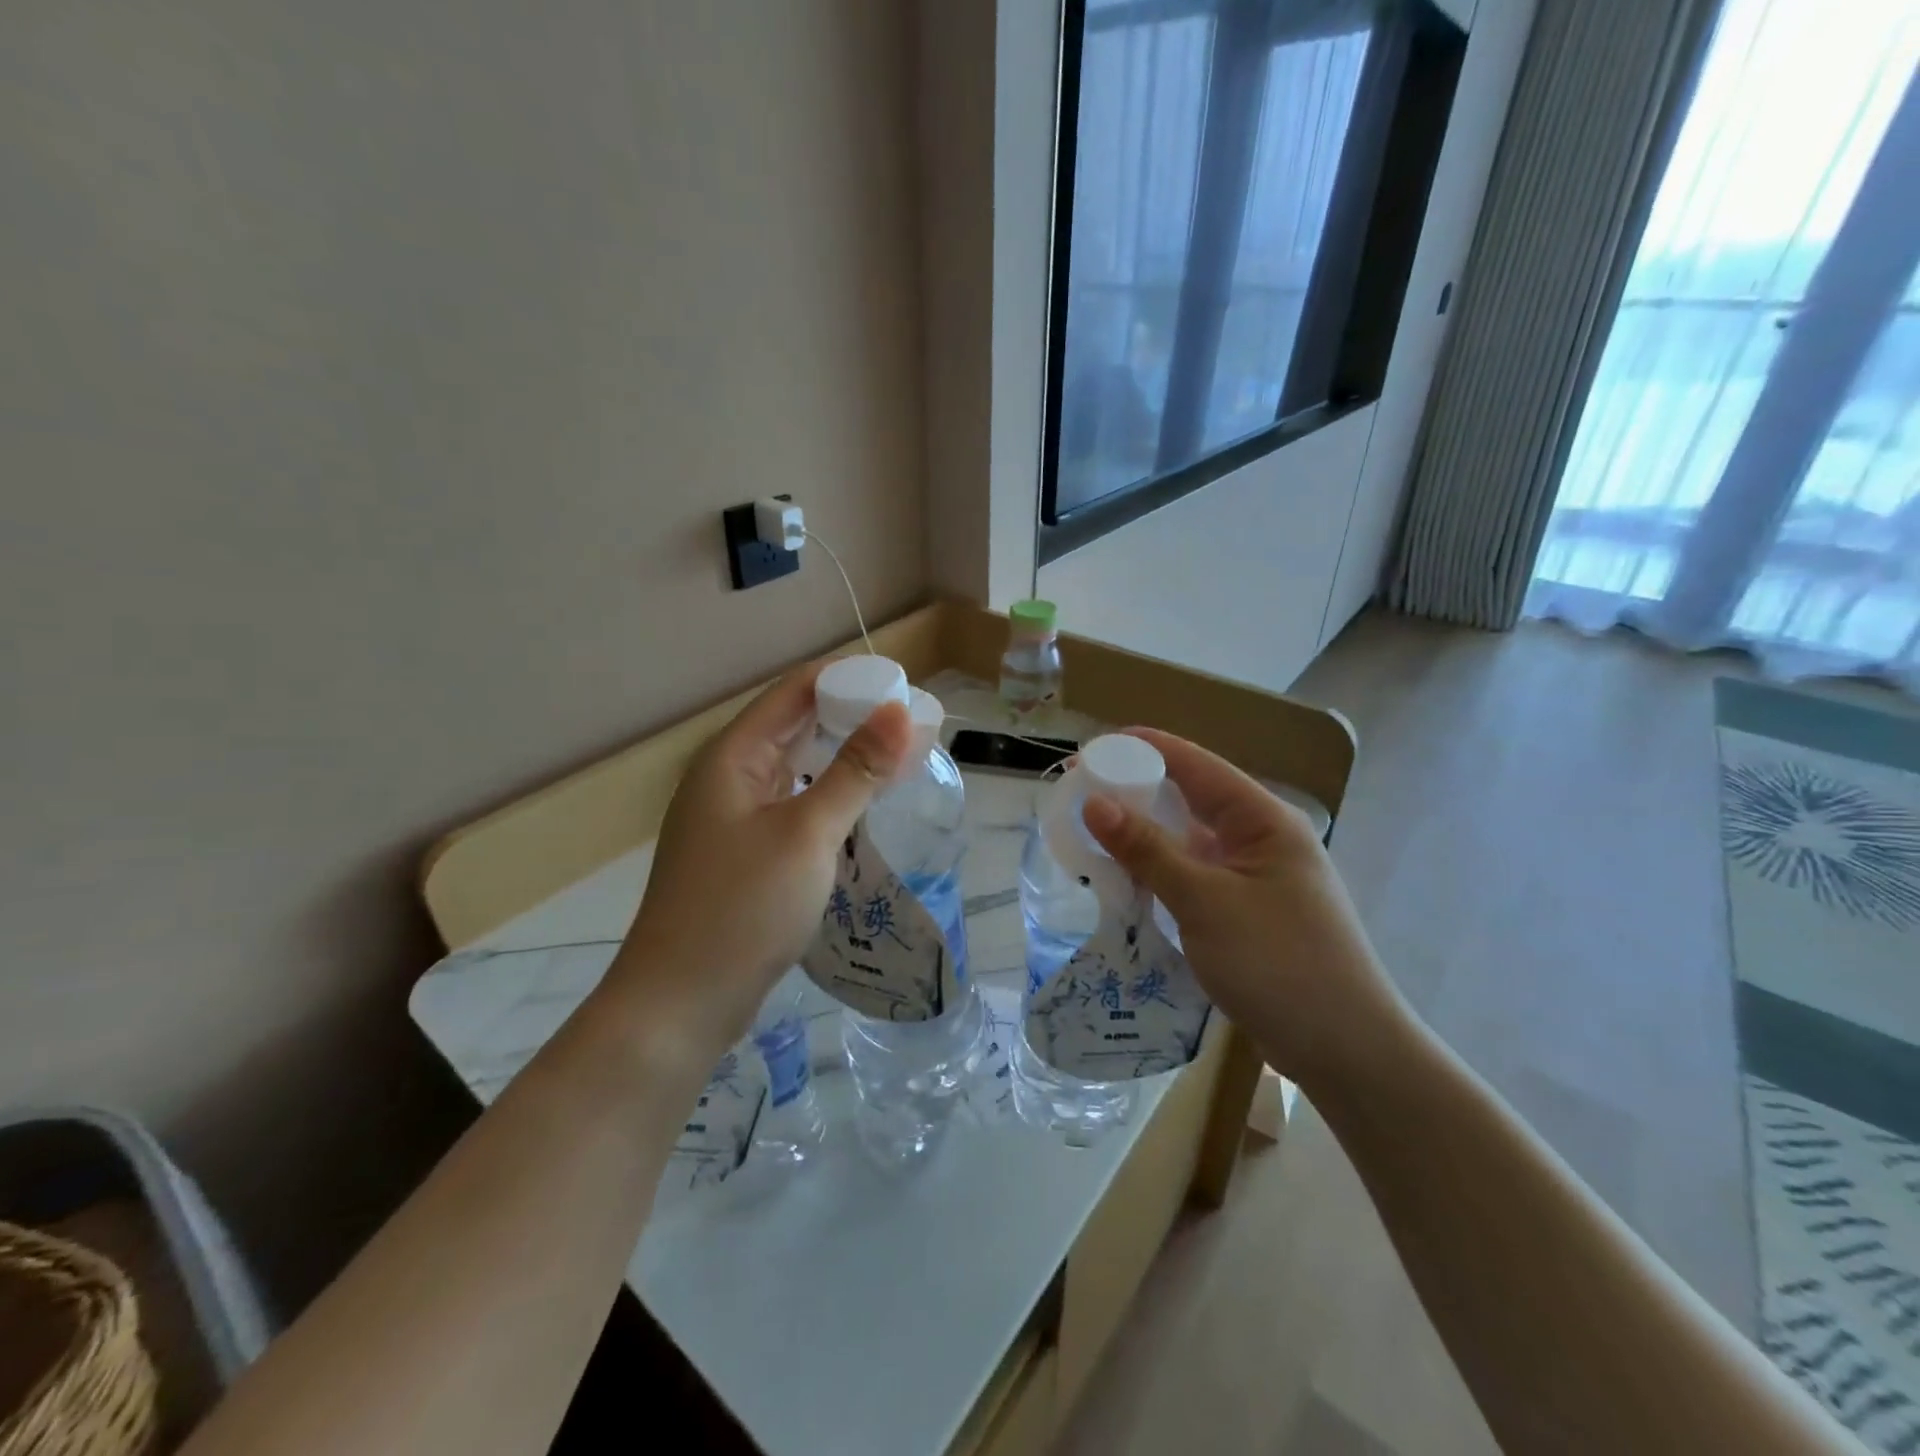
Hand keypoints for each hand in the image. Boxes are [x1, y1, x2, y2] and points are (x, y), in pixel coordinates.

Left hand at [603, 660, 912, 1059]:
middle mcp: (730, 776)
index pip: (796, 690)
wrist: (680, 1004)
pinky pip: (796, 804)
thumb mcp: (807, 834)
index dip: (850, 680)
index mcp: (733, 756)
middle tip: (916, 725)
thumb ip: (855, 770)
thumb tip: (900, 711)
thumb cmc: (741, 909)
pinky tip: (864, 806)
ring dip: (846, 758)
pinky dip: (832, 796)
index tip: (905, 687)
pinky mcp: (747, 853)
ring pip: (799, 767)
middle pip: (797, 725)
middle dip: (855, 719)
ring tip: (902, 759)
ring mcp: (735, 817)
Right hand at [1080, 729, 1409, 1093]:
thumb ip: (1148, 850)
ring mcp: (1256, 875)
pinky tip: (1126, 876)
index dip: (1143, 748)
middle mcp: (1261, 837)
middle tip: (1081, 793)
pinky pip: (1194, 873)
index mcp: (1263, 819)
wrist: (1346, 1051)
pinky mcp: (1247, 909)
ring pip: (1190, 838)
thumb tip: (1095, 803)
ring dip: (1145, 833)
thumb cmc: (1278, 964)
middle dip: (1137, 790)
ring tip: (1092, 830)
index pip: (1196, 764)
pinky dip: (1160, 869)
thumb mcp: (1204, 902)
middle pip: (1191, 797)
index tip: (1091, 748)